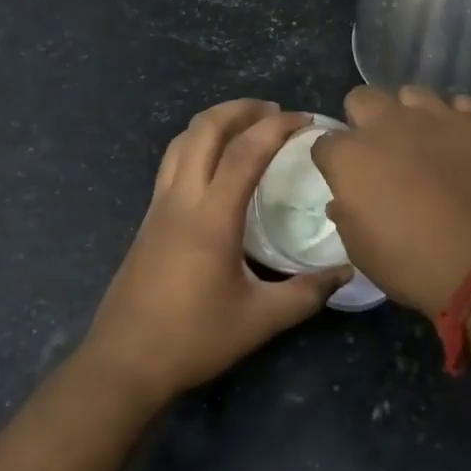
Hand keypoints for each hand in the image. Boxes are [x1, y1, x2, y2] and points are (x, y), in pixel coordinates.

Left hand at [82, 100, 350, 405]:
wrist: (124, 362)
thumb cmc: (193, 338)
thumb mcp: (260, 320)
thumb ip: (307, 293)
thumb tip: (347, 273)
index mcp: (211, 217)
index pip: (246, 151)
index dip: (278, 127)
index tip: (305, 119)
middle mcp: (181, 199)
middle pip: (204, 129)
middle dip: (240, 109)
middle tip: (273, 111)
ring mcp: (159, 206)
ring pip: (181, 141)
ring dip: (214, 122)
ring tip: (245, 125)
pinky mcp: (149, 219)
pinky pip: (172, 162)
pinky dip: (197, 143)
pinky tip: (215, 164)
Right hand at [312, 86, 470, 316]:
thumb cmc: (415, 264)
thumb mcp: (363, 252)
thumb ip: (347, 216)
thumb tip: (343, 200)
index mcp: (350, 156)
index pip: (325, 143)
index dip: (333, 160)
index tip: (345, 178)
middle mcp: (387, 123)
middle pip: (362, 99)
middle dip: (364, 119)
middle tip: (381, 151)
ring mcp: (436, 116)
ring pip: (412, 94)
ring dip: (410, 114)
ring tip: (425, 142)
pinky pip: (460, 105)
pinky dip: (456, 121)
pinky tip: (462, 144)